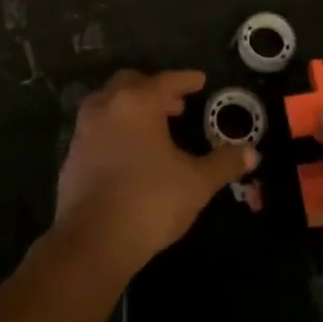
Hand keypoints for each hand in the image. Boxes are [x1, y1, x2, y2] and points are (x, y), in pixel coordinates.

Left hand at [55, 69, 254, 278]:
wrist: (93, 240)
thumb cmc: (150, 201)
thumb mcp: (196, 183)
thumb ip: (223, 163)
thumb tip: (251, 152)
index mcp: (136, 103)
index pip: (165, 81)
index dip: (185, 80)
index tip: (200, 80)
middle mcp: (106, 106)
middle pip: (131, 83)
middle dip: (155, 89)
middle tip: (176, 105)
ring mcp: (83, 130)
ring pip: (109, 104)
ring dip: (132, 108)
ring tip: (154, 128)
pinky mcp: (71, 155)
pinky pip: (97, 129)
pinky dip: (115, 129)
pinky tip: (129, 152)